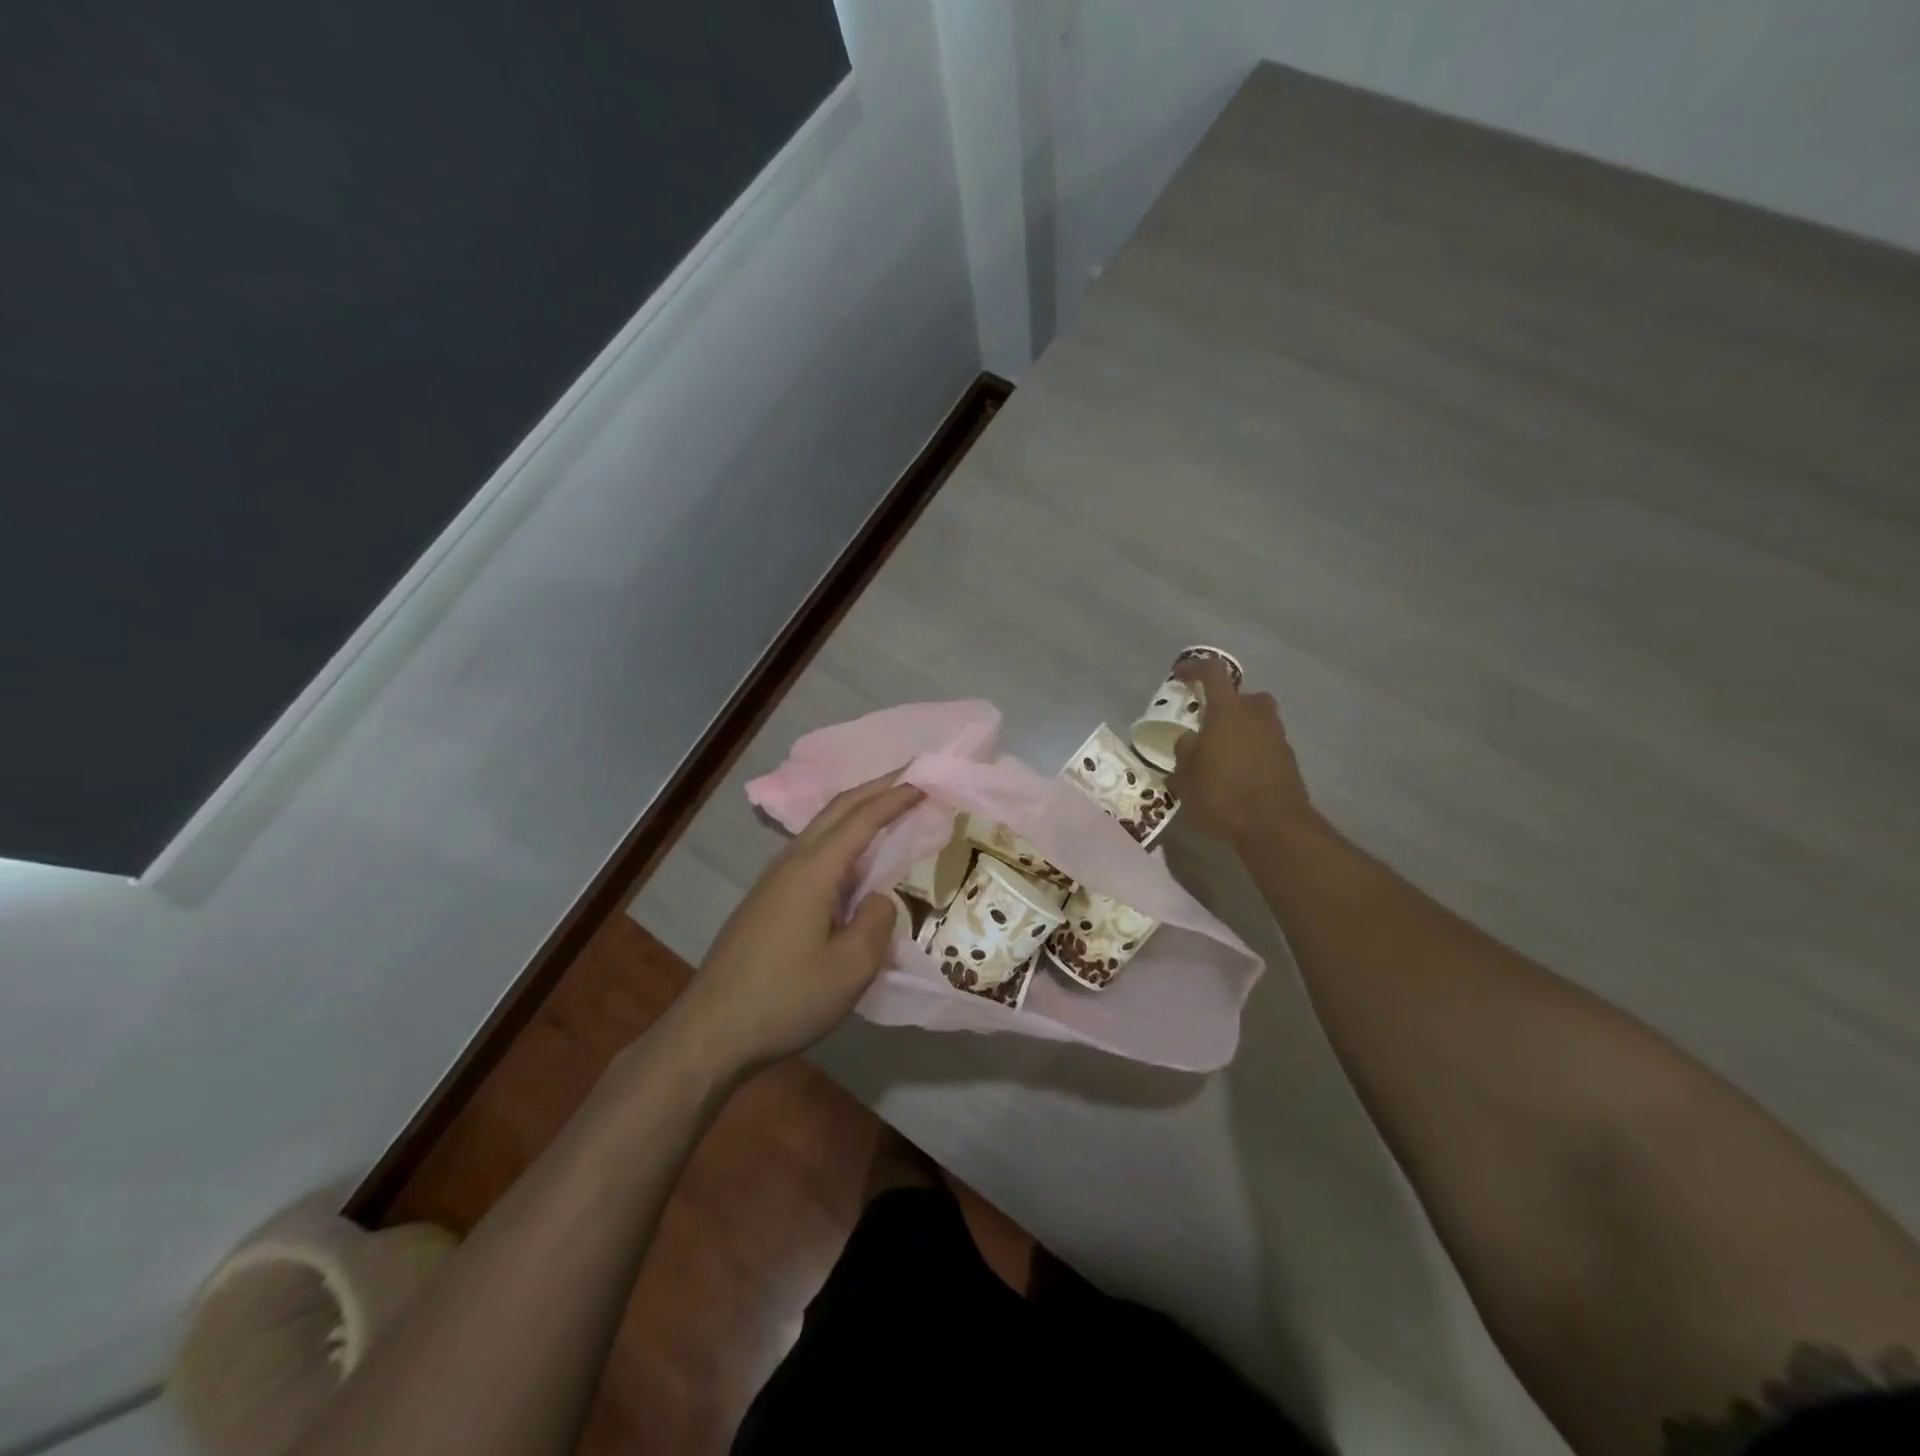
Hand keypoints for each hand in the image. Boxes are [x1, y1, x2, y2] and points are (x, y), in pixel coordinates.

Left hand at [669, 775, 922, 1078]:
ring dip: (856, 811)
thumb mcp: (850, 969)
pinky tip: (853, 860)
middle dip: (875, 788)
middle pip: (837, 809)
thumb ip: (877, 922)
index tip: (925, 781)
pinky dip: (841, 838)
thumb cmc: (785, 998)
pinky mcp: (766, 900)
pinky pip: (811, 852)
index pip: (861, 819)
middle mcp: (791, 863)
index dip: (895, 798)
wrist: (711, 1032)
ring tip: (888, 810)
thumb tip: (878, 898)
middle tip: (910, 778)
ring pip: (821, 828)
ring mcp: (773, 880)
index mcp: (813, 870)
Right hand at [1167, 658, 1314, 846]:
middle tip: (1208, 722)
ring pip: (1257, 720)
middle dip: (1225, 704)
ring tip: (1221, 752)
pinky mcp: (1289, 760)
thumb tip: (1189, 739)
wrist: (1274, 826)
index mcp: (1228, 711)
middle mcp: (1256, 716)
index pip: (1212, 673)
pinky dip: (1252, 750)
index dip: (1194, 669)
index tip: (1180, 676)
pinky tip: (1237, 774)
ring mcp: (1277, 737)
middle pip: (1243, 696)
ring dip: (1241, 728)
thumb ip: (1185, 751)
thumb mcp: (1186, 776)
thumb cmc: (1222, 794)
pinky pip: (1266, 744)